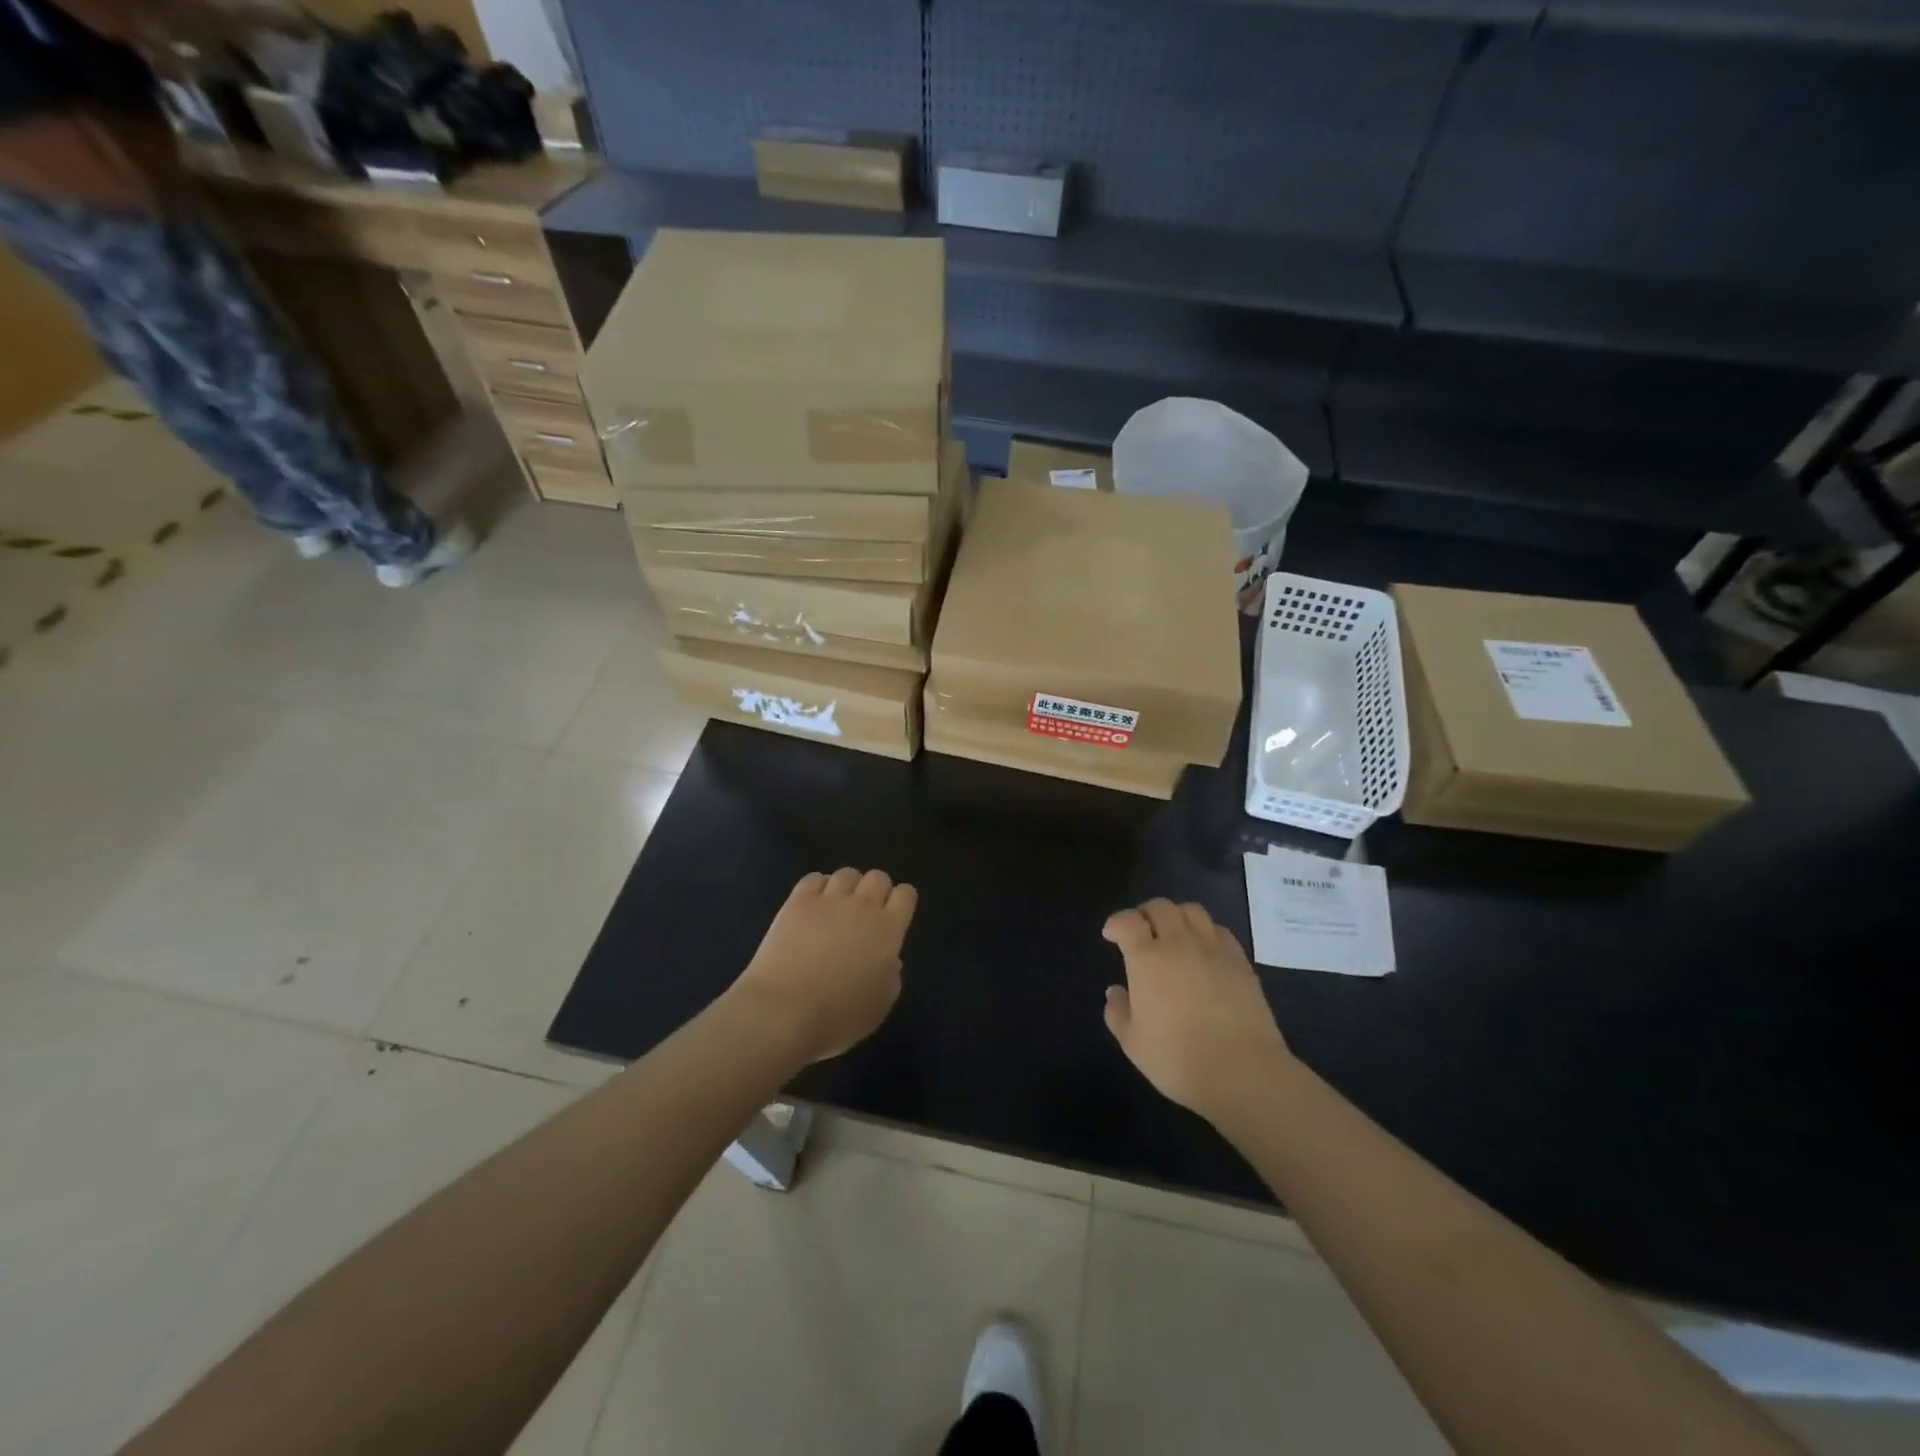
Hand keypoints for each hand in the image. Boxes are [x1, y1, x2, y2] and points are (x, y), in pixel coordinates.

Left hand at [728, 868, 916, 1063]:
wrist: (784, 1011)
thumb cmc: (838, 1017)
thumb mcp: (880, 1006)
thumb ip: (891, 977)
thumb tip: (889, 960)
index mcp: (889, 930)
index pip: (906, 895)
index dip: (902, 902)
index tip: (895, 916)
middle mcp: (863, 906)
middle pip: (878, 877)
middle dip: (876, 890)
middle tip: (866, 914)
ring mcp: (828, 900)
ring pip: (847, 874)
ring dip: (848, 887)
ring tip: (838, 907)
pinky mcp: (797, 902)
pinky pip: (814, 878)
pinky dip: (818, 887)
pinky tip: (813, 905)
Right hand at [1102, 899, 1293, 1121]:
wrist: (1242, 1071)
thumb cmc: (1178, 1059)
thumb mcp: (1133, 1043)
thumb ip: (1118, 1012)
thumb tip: (1116, 991)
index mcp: (1147, 958)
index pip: (1128, 921)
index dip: (1116, 922)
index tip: (1112, 935)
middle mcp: (1179, 943)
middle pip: (1160, 907)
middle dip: (1145, 913)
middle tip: (1140, 931)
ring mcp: (1213, 949)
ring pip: (1192, 910)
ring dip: (1176, 915)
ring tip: (1173, 934)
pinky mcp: (1240, 961)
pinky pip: (1219, 930)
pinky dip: (1205, 931)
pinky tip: (1203, 950)